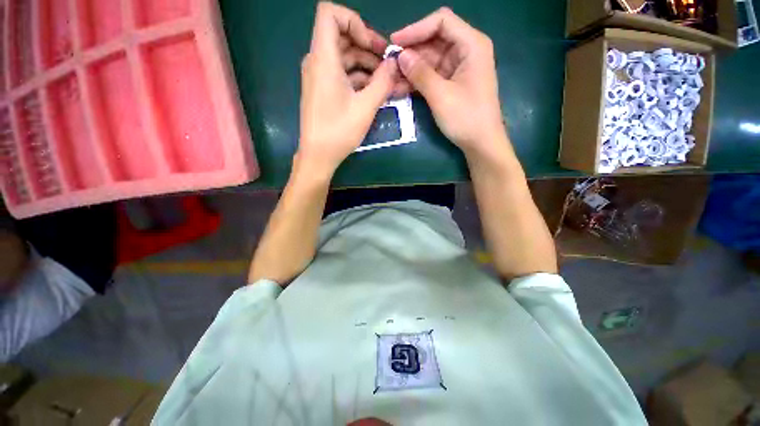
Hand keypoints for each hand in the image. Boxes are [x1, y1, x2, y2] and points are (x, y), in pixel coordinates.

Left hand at [298, 2, 398, 176]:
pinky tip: (374, 91)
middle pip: (342, 37)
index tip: (372, 45)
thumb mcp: (366, 107)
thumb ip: (383, 81)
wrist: (318, 155)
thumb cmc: (339, 131)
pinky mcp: (323, 90)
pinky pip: (341, 74)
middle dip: (368, 46)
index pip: (330, 13)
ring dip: (366, 65)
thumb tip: (394, 64)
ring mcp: (319, 77)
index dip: (354, 21)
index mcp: (323, 58)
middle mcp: (317, 62)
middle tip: (388, 64)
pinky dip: (358, 78)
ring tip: (386, 82)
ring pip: (344, 57)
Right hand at [391, 8, 508, 159]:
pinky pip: (431, 76)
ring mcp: (458, 68)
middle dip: (411, 53)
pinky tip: (400, 88)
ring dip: (410, 70)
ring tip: (390, 80)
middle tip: (389, 66)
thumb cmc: (466, 118)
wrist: (480, 143)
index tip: (395, 42)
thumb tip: (400, 56)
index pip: (441, 21)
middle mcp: (465, 51)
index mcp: (471, 44)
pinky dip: (417, 81)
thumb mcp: (441, 95)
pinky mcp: (451, 83)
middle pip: (433, 41)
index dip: (416, 29)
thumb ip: (420, 73)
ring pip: (429, 61)